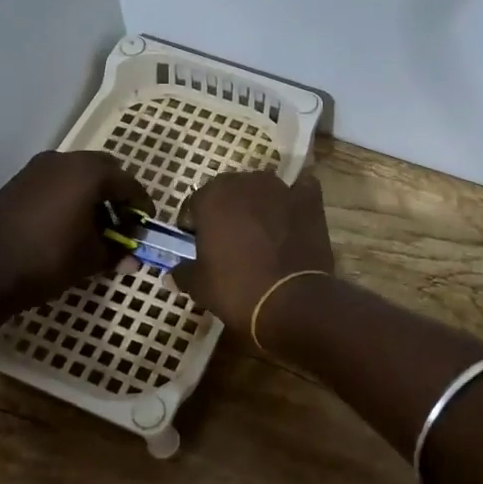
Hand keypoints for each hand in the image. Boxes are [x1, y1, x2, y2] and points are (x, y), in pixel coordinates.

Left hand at [0, 151, 151, 316]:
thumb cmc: (47, 260)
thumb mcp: (91, 259)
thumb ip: (117, 252)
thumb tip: (133, 259)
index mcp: (89, 173)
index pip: (129, 183)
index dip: (142, 205)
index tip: (147, 225)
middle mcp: (64, 160)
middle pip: (104, 170)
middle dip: (118, 194)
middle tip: (123, 222)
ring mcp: (37, 169)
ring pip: (78, 173)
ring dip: (93, 194)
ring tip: (96, 226)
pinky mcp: (18, 182)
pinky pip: (56, 181)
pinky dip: (70, 196)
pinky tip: (68, 224)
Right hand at [171, 171, 334, 332]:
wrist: (292, 301)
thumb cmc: (237, 290)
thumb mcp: (199, 286)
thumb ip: (183, 272)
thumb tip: (173, 274)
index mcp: (212, 196)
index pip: (194, 203)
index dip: (194, 225)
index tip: (197, 245)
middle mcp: (245, 182)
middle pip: (229, 191)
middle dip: (226, 211)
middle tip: (229, 240)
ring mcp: (280, 188)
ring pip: (262, 189)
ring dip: (258, 204)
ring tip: (261, 232)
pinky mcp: (309, 200)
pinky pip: (300, 191)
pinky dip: (296, 200)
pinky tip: (293, 218)